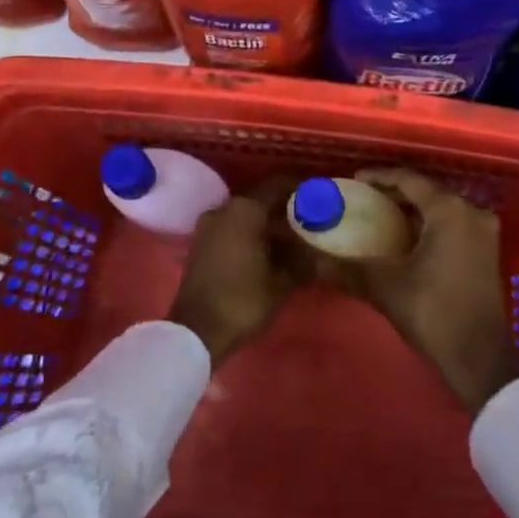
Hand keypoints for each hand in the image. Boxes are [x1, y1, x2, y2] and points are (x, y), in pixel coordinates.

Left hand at [169, 178, 306, 366]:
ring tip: (291, 236)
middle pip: (261, 198)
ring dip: (266, 221)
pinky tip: (267, 249)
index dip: (300, 188)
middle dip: (284, 207)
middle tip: (309, 218)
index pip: (278, 185)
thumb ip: (303, 261)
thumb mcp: (282, 282)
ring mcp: (209, 225)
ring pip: (245, 213)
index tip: (319, 195)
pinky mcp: (201, 242)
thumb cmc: (243, 300)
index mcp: (245, 209)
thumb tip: (322, 254)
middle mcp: (224, 208)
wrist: (196, 332)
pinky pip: (232, 226)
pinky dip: (250, 232)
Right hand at [350, 168, 518, 415]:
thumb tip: (311, 259)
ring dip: (414, 210)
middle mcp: (471, 212)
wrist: (480, 358)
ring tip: (381, 214)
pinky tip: (407, 237)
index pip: (409, 180)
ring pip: (442, 208)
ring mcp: (485, 232)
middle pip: (427, 191)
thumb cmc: (433, 313)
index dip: (380, 177)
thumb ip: (347, 268)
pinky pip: (454, 224)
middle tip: (365, 197)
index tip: (354, 180)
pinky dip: (430, 224)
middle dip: (396, 192)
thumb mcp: (385, 286)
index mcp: (449, 210)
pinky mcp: (488, 251)